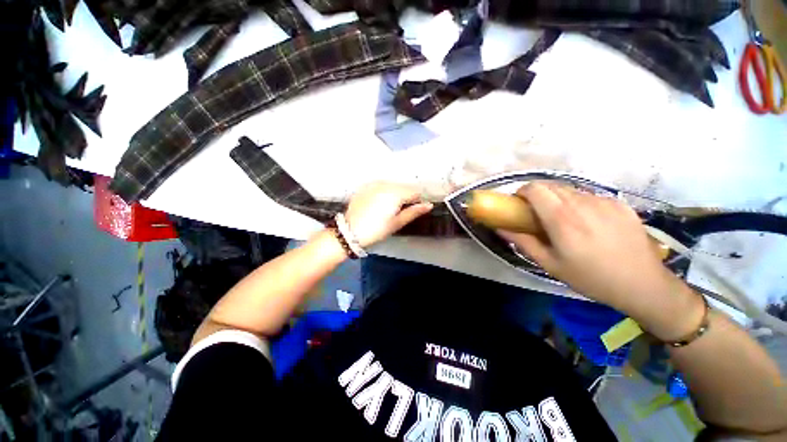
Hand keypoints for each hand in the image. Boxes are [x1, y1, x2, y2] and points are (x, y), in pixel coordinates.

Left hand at [345, 182, 432, 247]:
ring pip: (393, 185)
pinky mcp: (365, 187)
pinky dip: (384, 192)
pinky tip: (378, 204)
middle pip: (404, 187)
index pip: (415, 192)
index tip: (414, 210)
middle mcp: (386, 184)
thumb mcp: (397, 223)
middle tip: (400, 211)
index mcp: (396, 193)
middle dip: (406, 197)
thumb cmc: (376, 230)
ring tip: (388, 209)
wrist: (350, 231)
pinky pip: (381, 186)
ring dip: (395, 194)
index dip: (417, 201)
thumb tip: (429, 205)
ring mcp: (374, 184)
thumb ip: (414, 212)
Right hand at [497, 182, 703, 337]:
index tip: (519, 203)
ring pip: (570, 190)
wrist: (643, 285)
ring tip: (563, 219)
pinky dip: (579, 203)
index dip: (523, 191)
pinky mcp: (619, 203)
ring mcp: (603, 201)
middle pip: (551, 185)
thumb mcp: (550, 264)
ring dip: (558, 198)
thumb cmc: (590, 277)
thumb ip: (522, 242)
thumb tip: (500, 228)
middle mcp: (582, 203)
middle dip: (538, 195)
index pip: (535, 189)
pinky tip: (587, 222)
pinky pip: (590, 196)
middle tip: (537, 213)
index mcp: (562, 218)